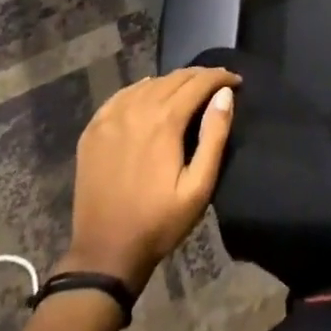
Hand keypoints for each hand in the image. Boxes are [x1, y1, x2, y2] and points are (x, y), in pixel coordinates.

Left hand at [63, 67, 240, 291]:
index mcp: (165, 121)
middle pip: (174, 78)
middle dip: (200, 76)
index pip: (198, 83)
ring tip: (188, 91)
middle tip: (217, 85)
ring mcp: (111, 117)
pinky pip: (122, 95)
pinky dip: (142, 89)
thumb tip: (225, 95)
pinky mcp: (94, 129)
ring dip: (172, 82)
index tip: (236, 81)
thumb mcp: (198, 188)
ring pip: (149, 83)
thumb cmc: (158, 223)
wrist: (104, 254)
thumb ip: (214, 137)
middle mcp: (137, 109)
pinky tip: (149, 95)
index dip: (220, 77)